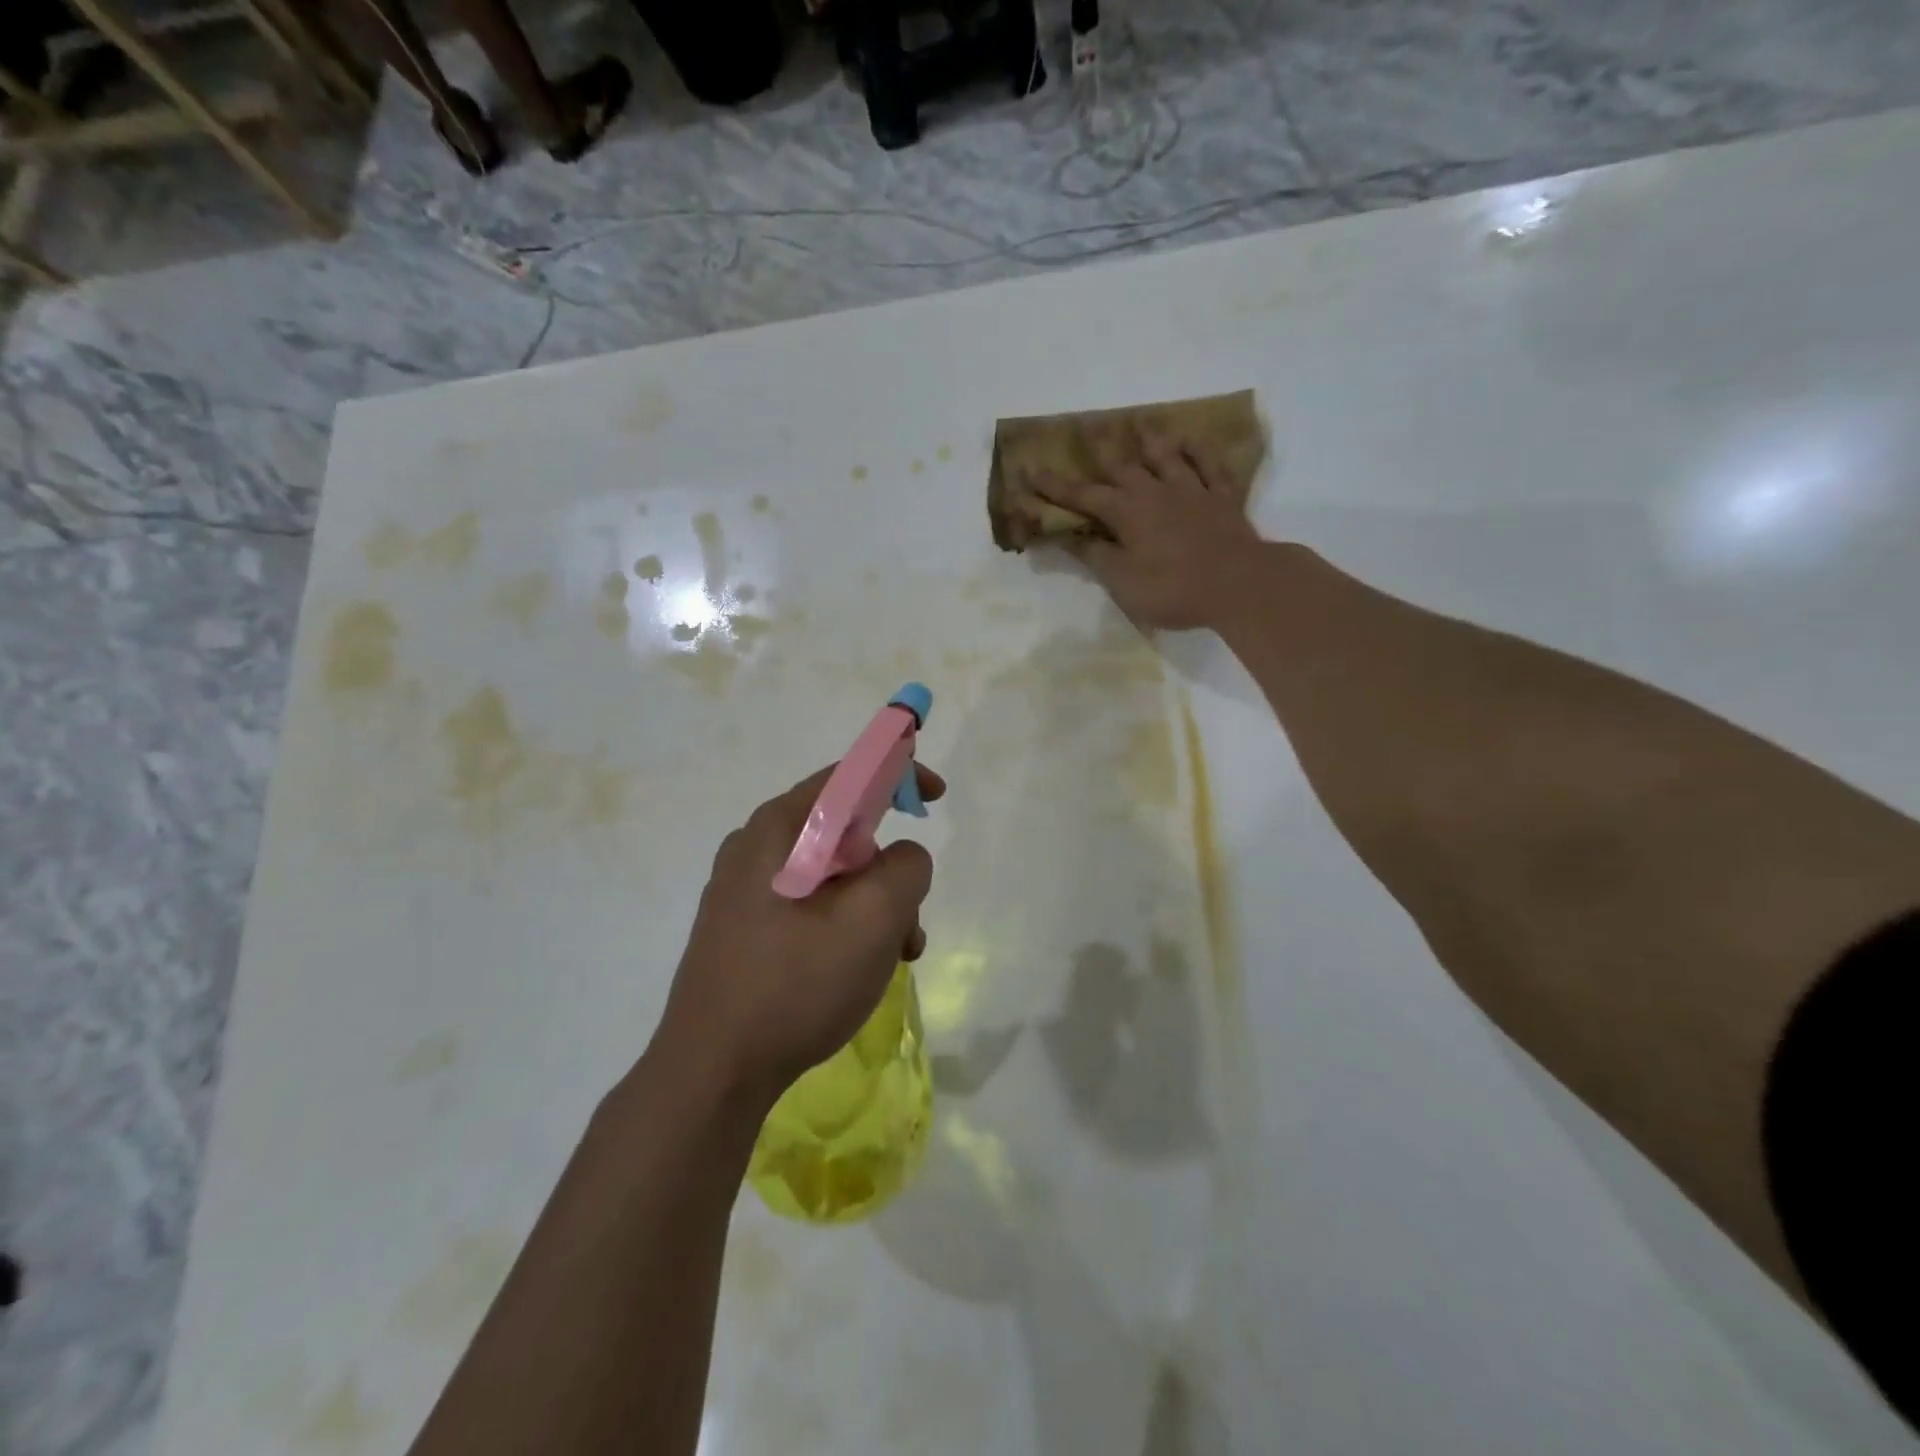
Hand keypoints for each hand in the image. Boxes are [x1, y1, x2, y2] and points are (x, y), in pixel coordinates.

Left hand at [656, 763, 944, 1104]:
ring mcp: (745, 889)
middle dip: (890, 869)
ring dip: (874, 906)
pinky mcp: (745, 926)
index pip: (848, 775)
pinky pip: (811, 904)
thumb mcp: (872, 921)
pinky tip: (858, 970)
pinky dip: (846, 924)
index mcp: (778, 828)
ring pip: (833, 875)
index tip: (937, 797)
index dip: (899, 773)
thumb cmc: (795, 985)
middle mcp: (756, 847)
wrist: (711, 1073)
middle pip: (845, 831)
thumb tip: (903, 857)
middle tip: (911, 918)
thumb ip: (906, 868)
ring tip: (893, 958)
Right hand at [1033, 423, 1264, 630]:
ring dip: (1150, 438)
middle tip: (1086, 425)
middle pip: (1122, 465)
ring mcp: (1192, 491)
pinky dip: (1200, 450)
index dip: (1054, 486)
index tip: (1030, 470)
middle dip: (1100, 448)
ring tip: (1138, 421)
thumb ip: (1096, 556)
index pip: (1082, 496)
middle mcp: (1155, 492)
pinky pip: (1210, 466)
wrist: (1239, 584)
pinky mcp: (1223, 498)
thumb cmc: (1173, 589)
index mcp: (1126, 513)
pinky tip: (1193, 439)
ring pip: (1166, 457)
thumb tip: (1070, 536)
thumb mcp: (1122, 581)